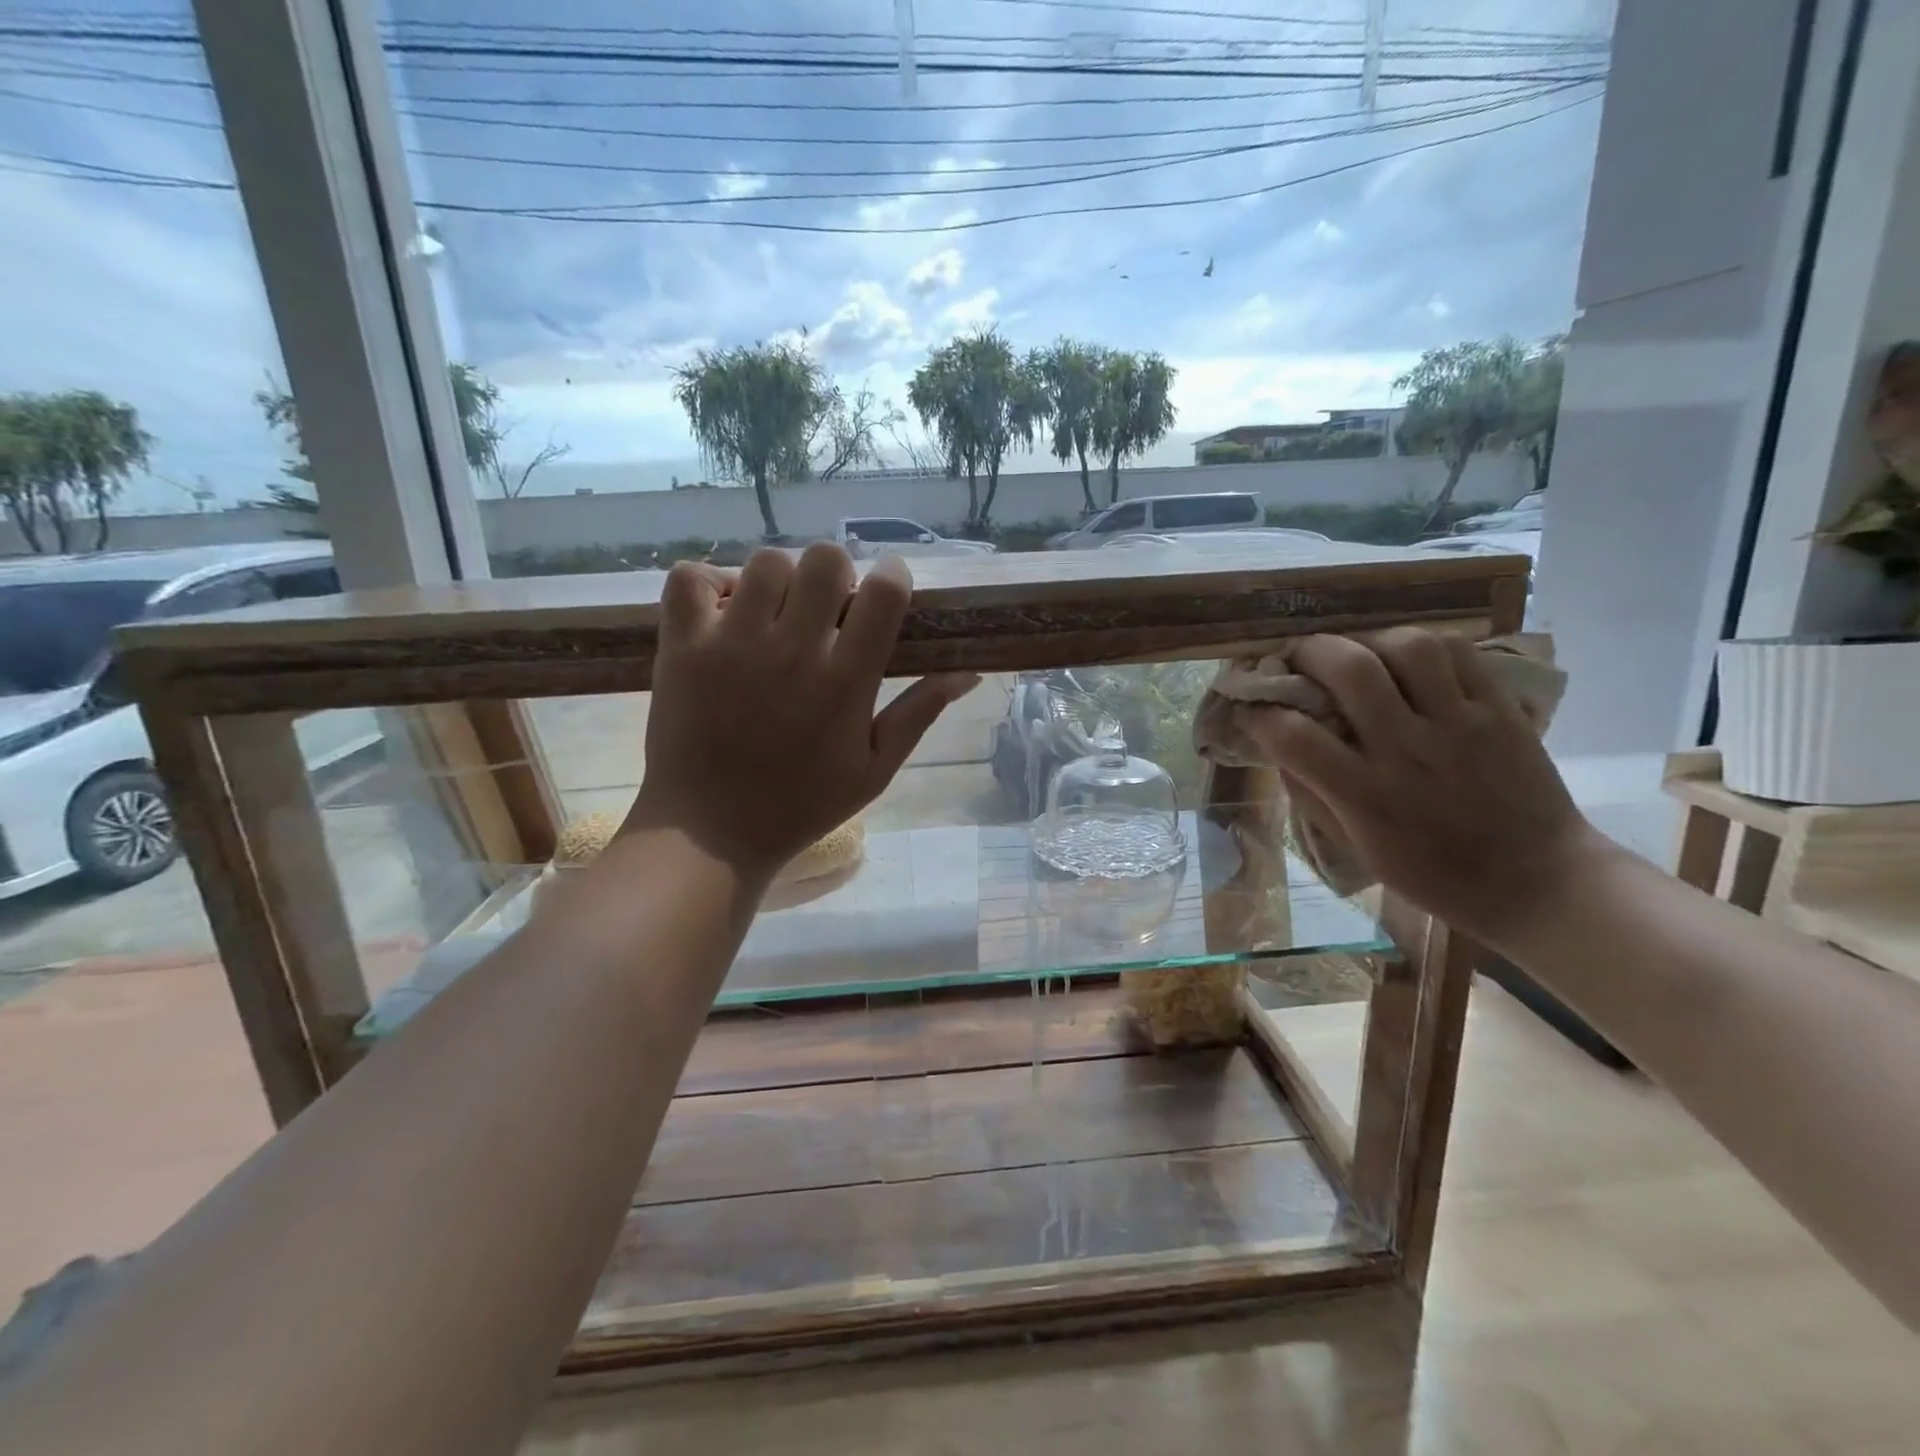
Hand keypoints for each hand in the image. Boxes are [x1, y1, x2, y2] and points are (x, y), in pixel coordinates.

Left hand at [627, 544, 978, 882]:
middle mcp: (791, 651)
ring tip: (775, 612)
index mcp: (845, 682)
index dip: (892, 577)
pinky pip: (691, 578)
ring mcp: (731, 645)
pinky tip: (723, 612)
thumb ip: (920, 714)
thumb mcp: (875, 770)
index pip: (883, 592)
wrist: (710, 834)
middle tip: (827, 608)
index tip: (885, 591)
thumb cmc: (801, 805)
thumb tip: (969, 673)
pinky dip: (708, 583)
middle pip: (824, 560)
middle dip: (836, 574)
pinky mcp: (682, 647)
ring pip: (765, 562)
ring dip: (779, 578)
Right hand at [1242, 629, 1606, 946]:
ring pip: (1408, 647)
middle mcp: (1406, 750)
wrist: (1537, 882)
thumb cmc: (1433, 874)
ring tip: (1361, 656)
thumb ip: (1313, 794)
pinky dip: (1424, 647)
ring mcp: (1459, 725)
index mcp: (1364, 794)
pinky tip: (1411, 662)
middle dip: (1309, 652)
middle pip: (1349, 668)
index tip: (1251, 710)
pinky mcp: (1501, 711)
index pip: (1292, 735)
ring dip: (1370, 642)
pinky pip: (1459, 653)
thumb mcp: (1356, 847)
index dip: (1258, 713)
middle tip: (1300, 660)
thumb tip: (1280, 746)